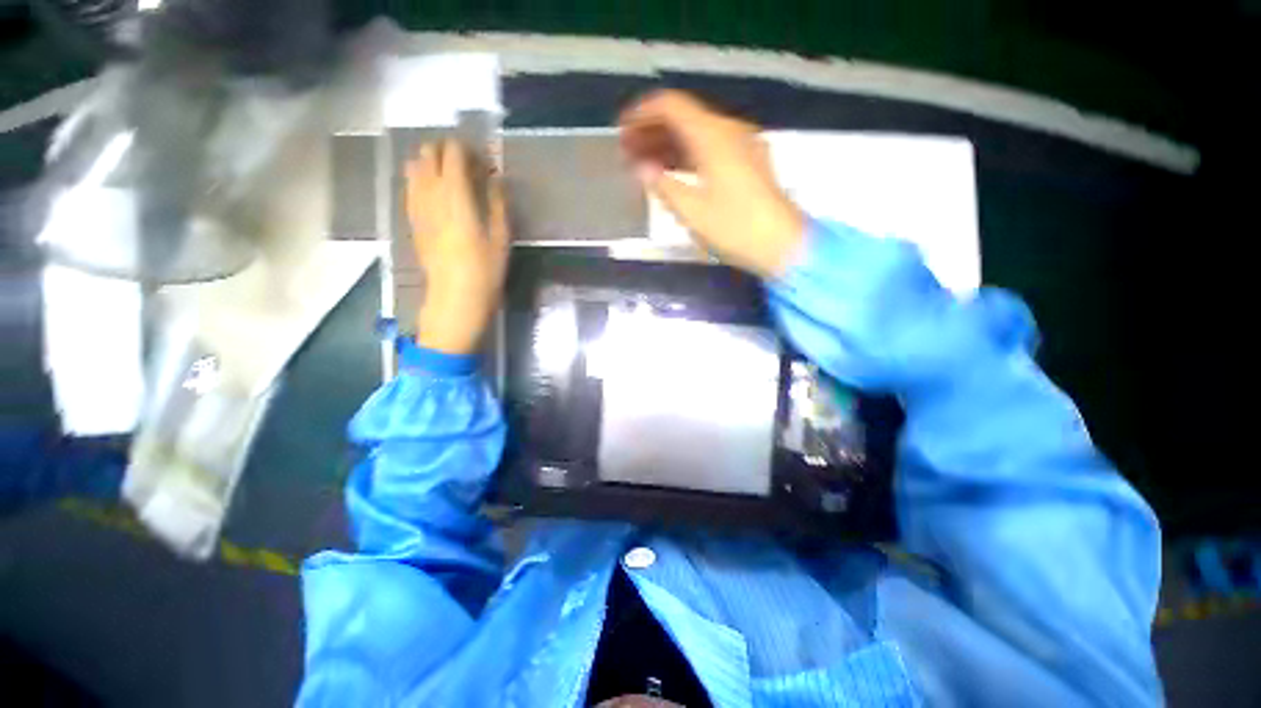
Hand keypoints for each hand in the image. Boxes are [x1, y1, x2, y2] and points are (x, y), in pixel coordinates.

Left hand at [405, 139, 509, 354]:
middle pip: (428, 153)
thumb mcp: (501, 237)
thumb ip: (497, 203)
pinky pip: (410, 187)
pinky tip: (436, 193)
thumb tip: (496, 178)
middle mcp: (430, 193)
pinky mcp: (412, 220)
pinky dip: (422, 180)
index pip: (452, 153)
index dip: (466, 149)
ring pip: (414, 167)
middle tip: (468, 167)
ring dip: (431, 163)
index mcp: (455, 195)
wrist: (455, 297)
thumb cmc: (485, 269)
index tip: (482, 160)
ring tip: (451, 178)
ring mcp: (417, 206)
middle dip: (447, 151)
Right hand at [619, 90, 804, 278]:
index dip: (642, 112)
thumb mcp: (691, 211)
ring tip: (644, 163)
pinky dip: (688, 156)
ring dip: (669, 144)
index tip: (621, 130)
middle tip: (627, 151)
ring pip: (697, 134)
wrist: (782, 245)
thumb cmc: (735, 228)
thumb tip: (642, 168)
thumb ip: (663, 185)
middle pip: (684, 117)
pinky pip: (710, 148)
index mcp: (713, 135)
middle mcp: (729, 130)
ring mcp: (742, 145)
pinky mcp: (748, 162)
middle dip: (652, 130)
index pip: (671, 105)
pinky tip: (673, 172)